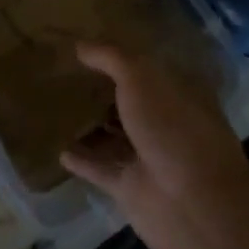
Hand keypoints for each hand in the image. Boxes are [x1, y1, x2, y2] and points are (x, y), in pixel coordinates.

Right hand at [62, 43, 248, 248]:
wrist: (191, 203)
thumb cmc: (173, 128)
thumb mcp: (141, 78)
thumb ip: (110, 58)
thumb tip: (81, 45)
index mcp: (180, 92)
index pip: (150, 68)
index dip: (123, 57)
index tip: (90, 46)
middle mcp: (168, 122)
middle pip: (132, 102)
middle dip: (105, 91)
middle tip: (66, 75)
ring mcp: (150, 156)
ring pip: (115, 136)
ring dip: (92, 126)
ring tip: (56, 110)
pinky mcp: (131, 186)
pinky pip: (100, 168)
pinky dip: (83, 160)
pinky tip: (59, 150)